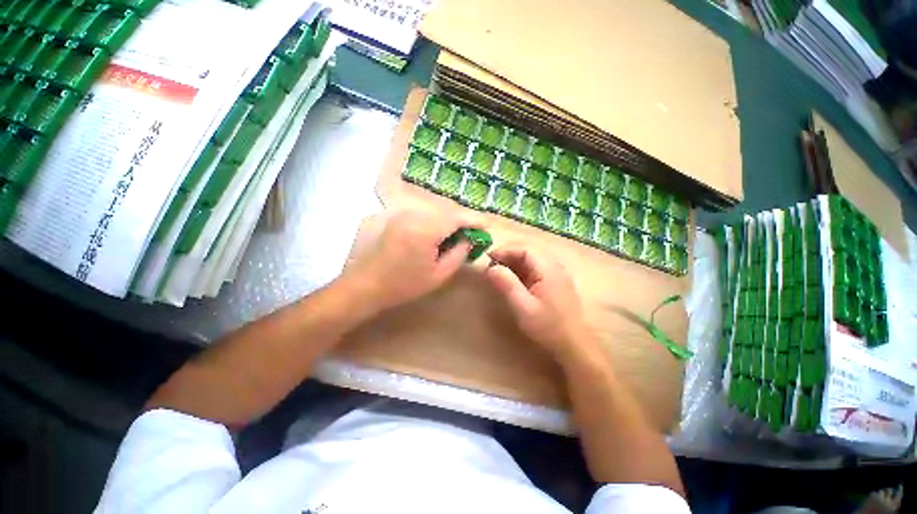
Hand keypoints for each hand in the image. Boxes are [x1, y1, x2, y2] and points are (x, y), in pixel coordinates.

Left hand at [344, 209, 480, 311]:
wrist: (363, 287)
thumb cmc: (404, 285)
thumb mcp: (439, 274)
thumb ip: (459, 254)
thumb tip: (468, 239)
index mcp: (425, 228)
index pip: (457, 217)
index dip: (474, 220)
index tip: (484, 226)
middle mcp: (411, 214)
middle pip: (443, 212)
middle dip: (457, 223)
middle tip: (464, 237)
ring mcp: (396, 214)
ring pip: (427, 213)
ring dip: (440, 223)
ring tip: (443, 240)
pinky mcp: (385, 217)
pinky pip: (412, 216)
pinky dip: (423, 224)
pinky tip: (421, 239)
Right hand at [485, 245, 590, 358]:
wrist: (574, 345)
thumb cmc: (548, 326)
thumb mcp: (523, 306)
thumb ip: (507, 284)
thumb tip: (490, 268)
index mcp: (548, 269)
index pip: (525, 249)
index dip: (505, 250)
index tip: (488, 258)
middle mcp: (555, 267)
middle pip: (528, 253)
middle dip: (508, 257)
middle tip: (491, 266)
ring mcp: (557, 275)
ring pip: (532, 261)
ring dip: (514, 264)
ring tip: (498, 273)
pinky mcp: (556, 283)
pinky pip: (536, 270)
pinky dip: (521, 272)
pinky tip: (513, 281)